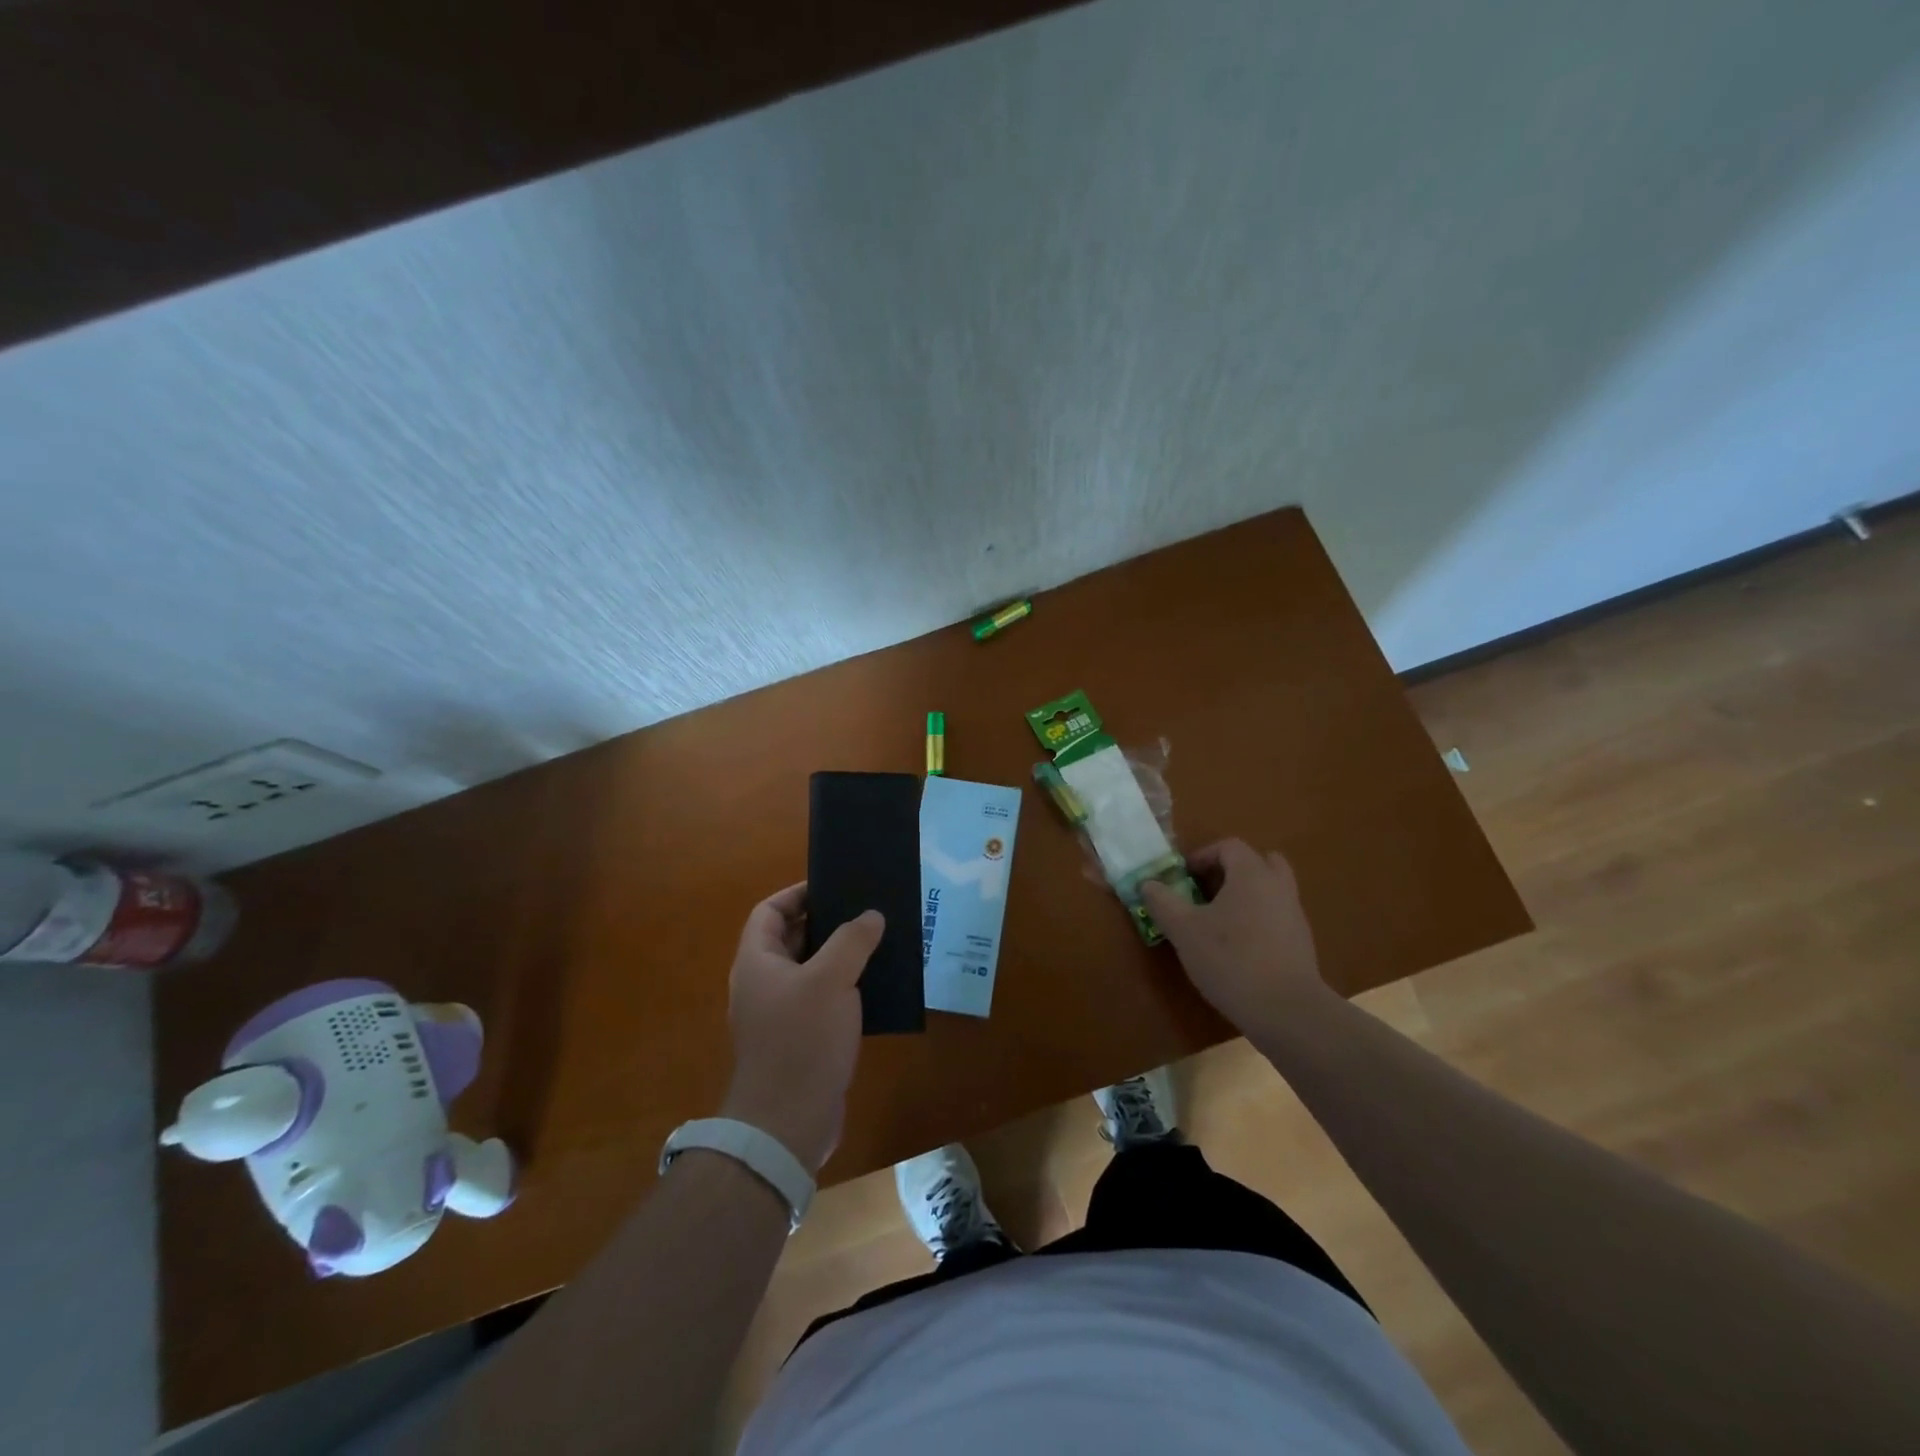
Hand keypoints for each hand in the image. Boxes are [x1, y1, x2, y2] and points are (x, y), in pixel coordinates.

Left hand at [720, 883, 882, 1172]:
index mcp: (757, 961)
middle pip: (791, 939)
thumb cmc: (802, 1040)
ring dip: (840, 957)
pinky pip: (821, 1001)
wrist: (787, 1124)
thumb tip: (871, 915)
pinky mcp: (799, 1041)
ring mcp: (779, 1015)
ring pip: (810, 971)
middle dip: (827, 923)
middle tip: (865, 912)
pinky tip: (876, 988)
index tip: (833, 886)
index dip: (797, 893)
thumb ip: (852, 940)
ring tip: (878, 944)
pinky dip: (844, 989)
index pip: (769, 911)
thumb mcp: (831, 980)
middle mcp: (763, 984)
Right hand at [1140, 840, 1333, 1034]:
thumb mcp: (1184, 930)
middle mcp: (1278, 887)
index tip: (1183, 878)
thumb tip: (1148, 883)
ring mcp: (1294, 915)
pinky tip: (1238, 948)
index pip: (1229, 846)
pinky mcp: (1301, 943)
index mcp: (1252, 874)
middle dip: (1230, 871)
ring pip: (1270, 890)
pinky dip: (1258, 920)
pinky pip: (1277, 916)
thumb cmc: (1230, 960)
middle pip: (1258, 862)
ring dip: (1245, 896)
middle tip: (1206, 891)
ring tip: (1218, 921)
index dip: (1202, 856)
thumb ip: (1162, 902)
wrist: (1286, 1011)